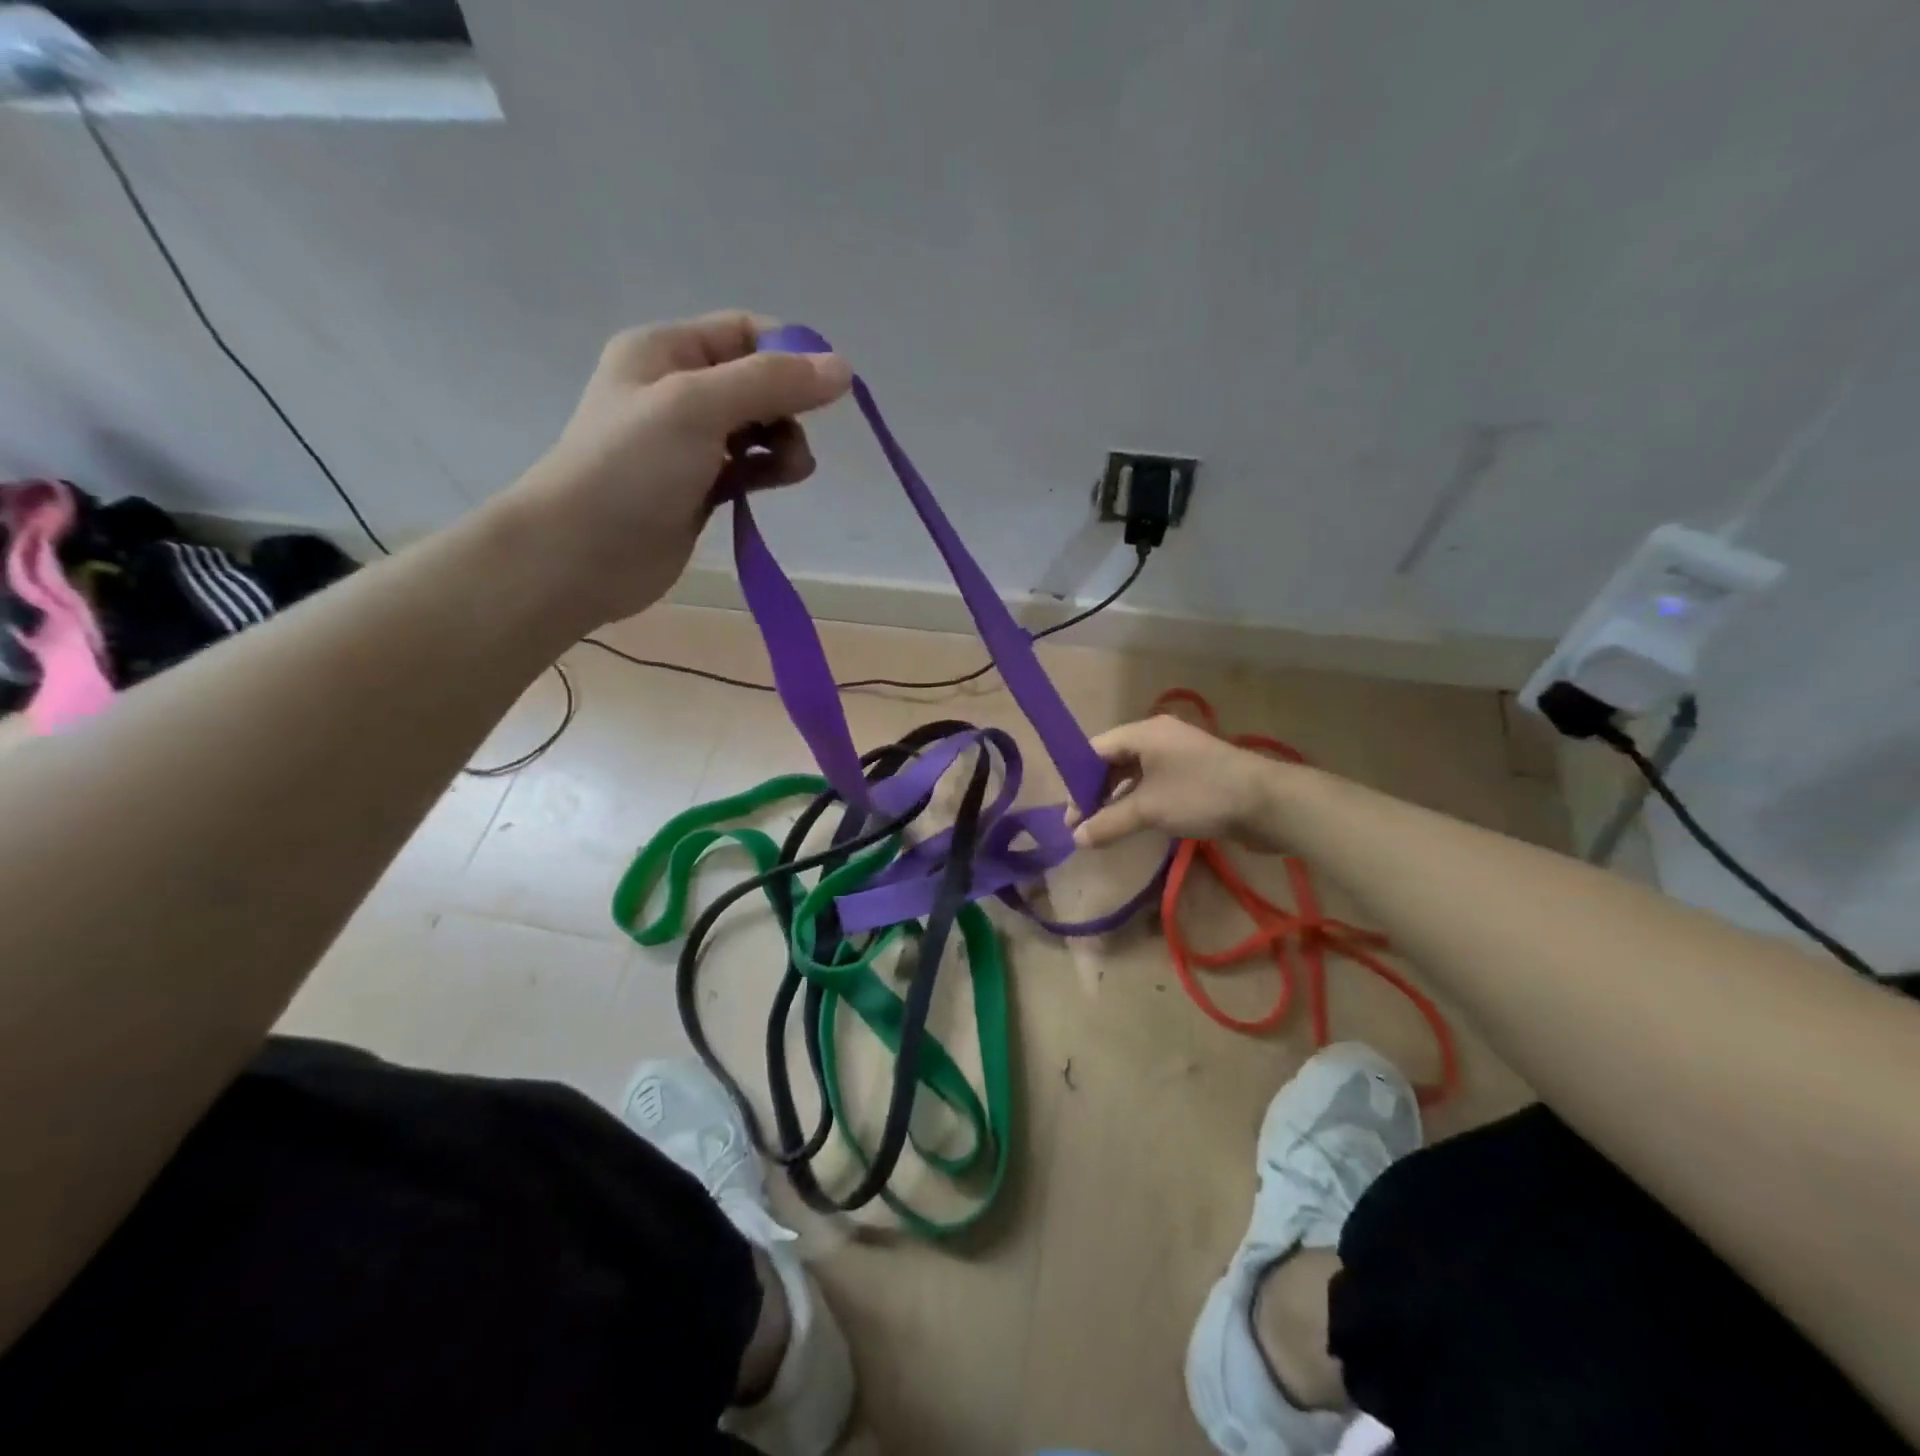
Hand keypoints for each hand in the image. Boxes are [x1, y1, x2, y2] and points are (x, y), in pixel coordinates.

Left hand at [509, 311, 852, 626]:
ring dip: (785, 441)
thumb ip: (771, 384)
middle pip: (755, 381)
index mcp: (665, 352)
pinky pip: (748, 467)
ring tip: (793, 468)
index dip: (790, 352)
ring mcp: (688, 443)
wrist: (582, 554)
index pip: (743, 332)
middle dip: (789, 404)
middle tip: (799, 438)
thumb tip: (843, 369)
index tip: (829, 387)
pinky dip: (770, 469)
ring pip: (756, 428)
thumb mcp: (699, 407)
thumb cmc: (632, 467)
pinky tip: (783, 480)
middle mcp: (676, 390)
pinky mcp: (699, 488)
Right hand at [1072, 714, 1288, 850]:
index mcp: (1144, 733)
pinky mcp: (1195, 773)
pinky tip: (1135, 823)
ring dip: (1118, 799)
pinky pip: (1156, 783)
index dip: (1077, 779)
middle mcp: (1159, 737)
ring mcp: (1180, 755)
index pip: (1096, 749)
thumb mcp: (1149, 810)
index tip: (1070, 813)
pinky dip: (1141, 801)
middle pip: (1115, 760)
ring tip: (1105, 828)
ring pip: (1136, 774)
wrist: (1269, 803)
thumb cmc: (1201, 795)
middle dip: (1096, 792)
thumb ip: (1108, 822)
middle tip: (1083, 825)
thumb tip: (1075, 838)